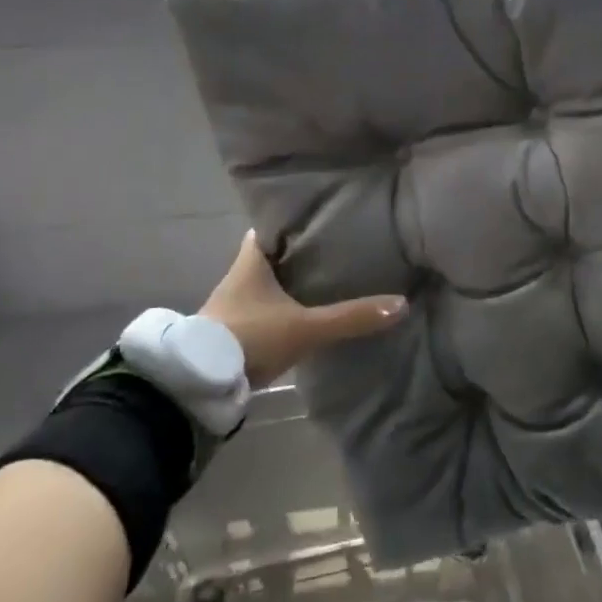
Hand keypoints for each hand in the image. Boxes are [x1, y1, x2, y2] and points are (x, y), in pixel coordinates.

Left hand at [199, 231, 407, 386]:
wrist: (201, 382)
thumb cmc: (250, 336)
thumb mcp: (305, 327)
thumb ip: (351, 317)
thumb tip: (400, 304)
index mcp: (251, 262)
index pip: (270, 228)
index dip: (293, 222)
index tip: (320, 219)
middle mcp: (238, 277)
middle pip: (272, 256)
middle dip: (299, 254)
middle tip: (335, 250)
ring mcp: (233, 306)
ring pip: (267, 284)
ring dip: (290, 283)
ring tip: (327, 280)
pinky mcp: (233, 332)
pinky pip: (264, 309)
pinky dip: (282, 308)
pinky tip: (304, 314)